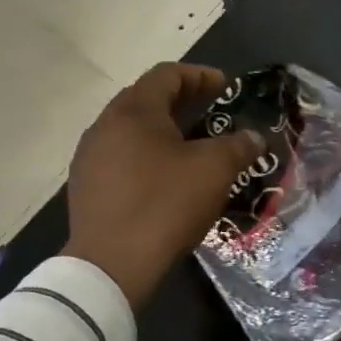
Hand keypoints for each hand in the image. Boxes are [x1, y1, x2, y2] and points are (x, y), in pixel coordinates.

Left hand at [63, 64, 264, 307]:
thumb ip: (238, 146)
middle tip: (212, 113)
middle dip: (182, 102)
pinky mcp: (86, 187)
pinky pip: (121, 158)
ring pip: (132, 131)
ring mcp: (90, 158)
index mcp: (134, 111)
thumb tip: (254, 137)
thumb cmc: (165, 204)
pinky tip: (166, 180)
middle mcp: (105, 126)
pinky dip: (147, 157)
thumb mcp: (214, 171)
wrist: (110, 265)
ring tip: (193, 147)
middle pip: (146, 99)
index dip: (200, 75)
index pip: (167, 75)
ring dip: (163, 131)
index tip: (226, 87)